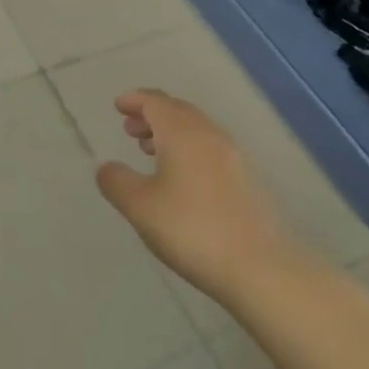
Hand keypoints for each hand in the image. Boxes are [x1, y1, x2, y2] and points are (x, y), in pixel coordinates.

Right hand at [95, 90, 294, 302]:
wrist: (261, 267)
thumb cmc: (192, 229)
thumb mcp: (140, 207)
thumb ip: (117, 181)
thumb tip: (107, 167)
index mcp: (182, 132)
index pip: (156, 102)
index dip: (135, 100)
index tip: (119, 106)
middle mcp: (210, 134)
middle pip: (178, 111)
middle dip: (152, 115)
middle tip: (130, 129)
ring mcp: (234, 156)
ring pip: (197, 130)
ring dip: (171, 133)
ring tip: (150, 152)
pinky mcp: (249, 180)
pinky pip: (211, 149)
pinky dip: (189, 150)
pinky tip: (181, 178)